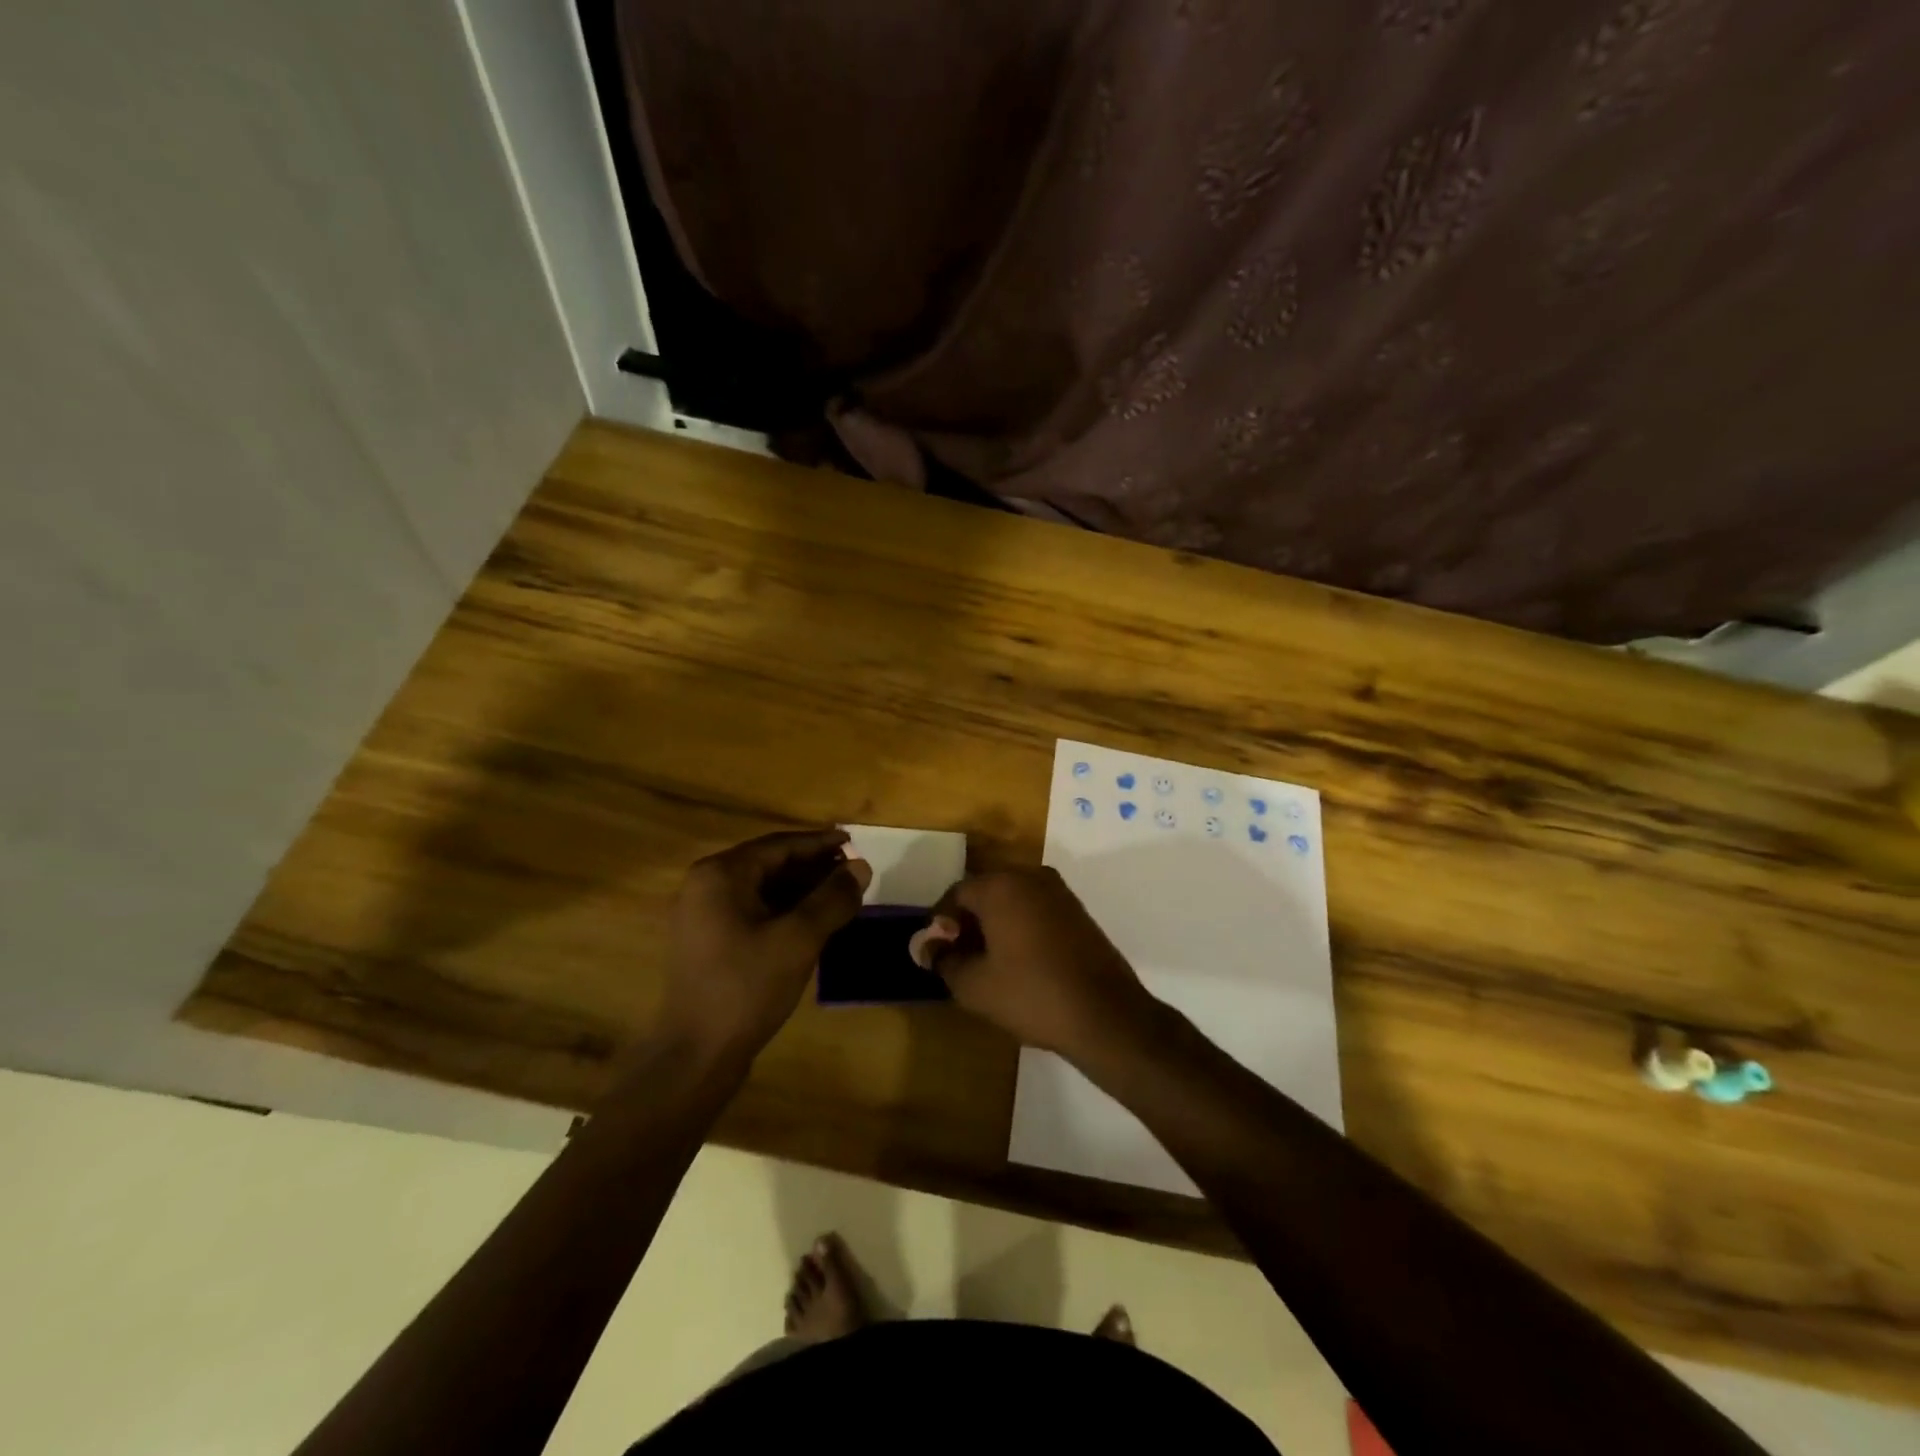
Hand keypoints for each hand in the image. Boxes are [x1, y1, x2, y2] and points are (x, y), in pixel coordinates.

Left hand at [662, 829, 870, 1057]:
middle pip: (770, 864)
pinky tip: (814, 924)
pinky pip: (753, 912)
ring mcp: (704, 916)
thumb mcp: (799, 939)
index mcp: (721, 874)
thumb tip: (861, 867)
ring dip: (802, 891)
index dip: (820, 843)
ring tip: (841, 897)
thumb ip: (832, 898)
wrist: (696, 1055)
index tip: (855, 843)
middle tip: (853, 873)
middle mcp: (706, 886)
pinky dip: (785, 911)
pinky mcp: (709, 942)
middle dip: (813, 868)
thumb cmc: (746, 987)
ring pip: (763, 890)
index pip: (780, 845)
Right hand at [916, 867, 1158, 1059]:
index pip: (956, 894)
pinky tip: (1019, 961)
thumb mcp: (974, 986)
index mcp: (1001, 886)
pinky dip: (1020, 926)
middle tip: (959, 958)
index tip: (937, 954)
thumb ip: (944, 960)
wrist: (1105, 1014)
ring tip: (987, 963)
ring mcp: (1058, 891)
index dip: (940, 924)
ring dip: (994, 924)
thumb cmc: (1031, 995)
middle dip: (967, 922)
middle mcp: (1030, 877)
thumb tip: (929, 947)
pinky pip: (1035, 909)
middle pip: (985, 891)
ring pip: (1012, 900)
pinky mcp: (1077, 910)